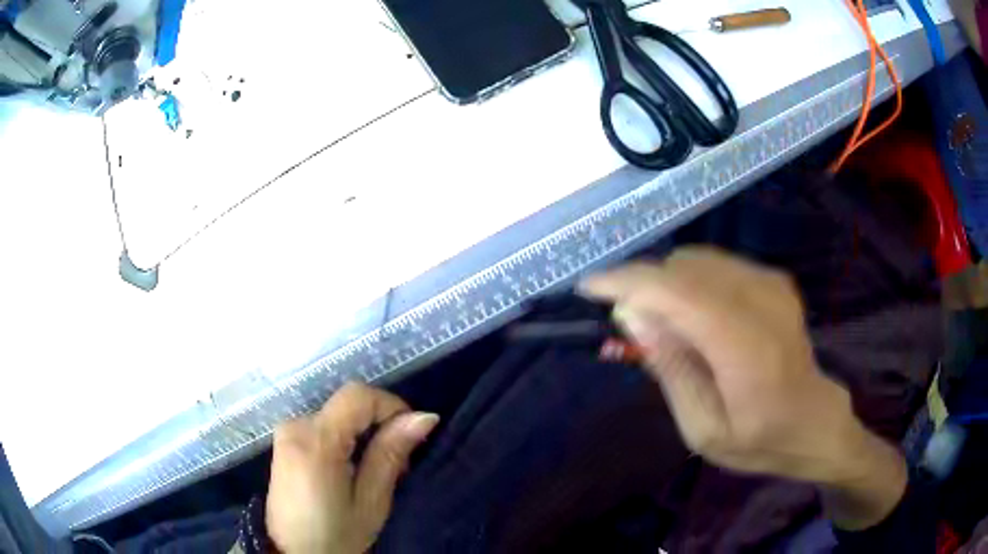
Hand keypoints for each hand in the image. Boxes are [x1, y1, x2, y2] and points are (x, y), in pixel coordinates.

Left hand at [266, 382, 438, 553]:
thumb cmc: (335, 536)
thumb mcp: (371, 502)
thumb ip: (390, 454)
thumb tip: (424, 417)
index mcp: (316, 441)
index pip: (358, 396)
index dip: (391, 406)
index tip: (412, 436)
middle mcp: (295, 425)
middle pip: (347, 404)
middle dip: (379, 424)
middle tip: (397, 465)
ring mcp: (286, 432)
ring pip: (337, 414)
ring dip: (363, 432)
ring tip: (376, 471)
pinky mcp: (284, 442)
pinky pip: (322, 425)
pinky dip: (345, 438)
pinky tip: (352, 468)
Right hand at [580, 247, 906, 529]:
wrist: (814, 421)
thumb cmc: (759, 439)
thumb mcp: (703, 430)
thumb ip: (670, 369)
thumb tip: (632, 315)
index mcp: (747, 348)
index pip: (678, 292)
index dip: (627, 281)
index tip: (588, 288)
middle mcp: (762, 300)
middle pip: (683, 268)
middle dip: (645, 288)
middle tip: (634, 329)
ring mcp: (772, 283)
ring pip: (696, 260)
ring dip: (667, 286)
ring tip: (667, 330)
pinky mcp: (774, 278)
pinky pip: (715, 265)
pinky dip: (691, 284)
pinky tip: (697, 320)